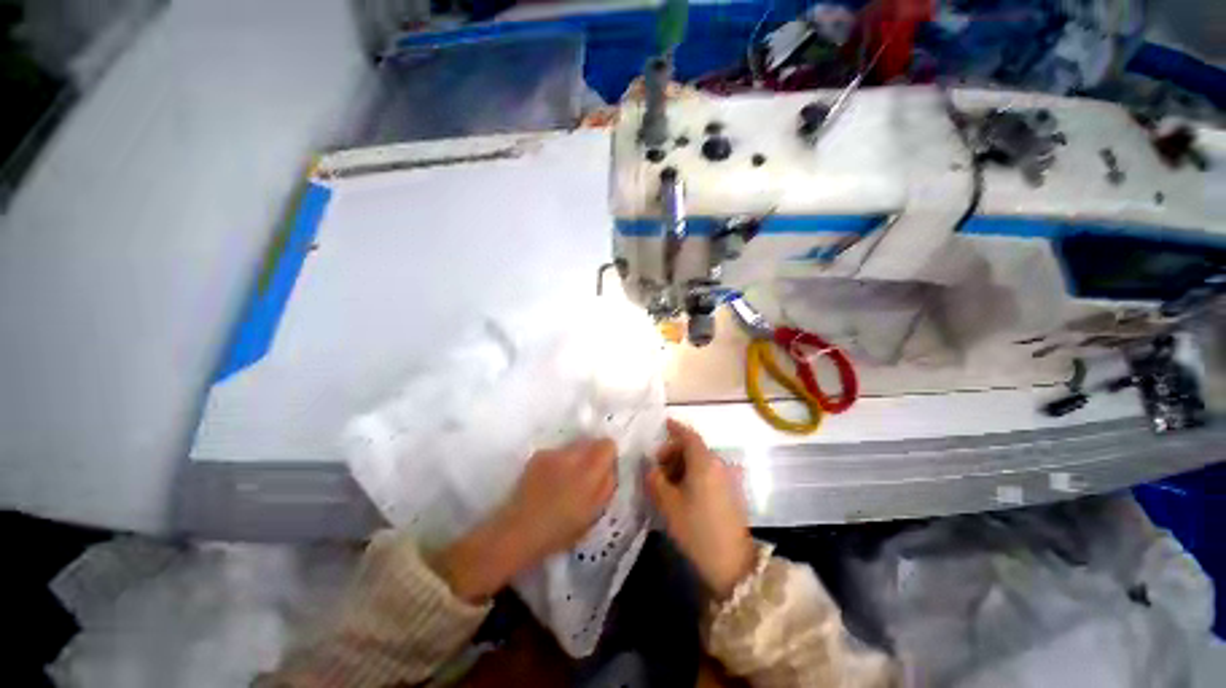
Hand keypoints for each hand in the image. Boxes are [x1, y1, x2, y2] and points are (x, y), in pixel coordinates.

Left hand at [433, 438, 617, 601]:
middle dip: (592, 455)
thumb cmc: (560, 530)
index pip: (607, 444)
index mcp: (589, 470)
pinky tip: (550, 481)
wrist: (517, 531)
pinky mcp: (537, 456)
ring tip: (566, 480)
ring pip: (573, 446)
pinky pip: (557, 452)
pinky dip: (559, 462)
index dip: (608, 456)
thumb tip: (610, 468)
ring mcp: (552, 453)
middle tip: (586, 477)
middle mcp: (571, 455)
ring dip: (575, 458)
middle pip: (591, 441)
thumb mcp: (593, 514)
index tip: (603, 471)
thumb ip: (606, 486)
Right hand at [646, 420, 754, 599]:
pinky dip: (693, 475)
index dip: (675, 428)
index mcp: (704, 462)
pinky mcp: (730, 493)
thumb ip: (655, 480)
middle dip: (673, 452)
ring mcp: (726, 479)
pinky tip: (682, 493)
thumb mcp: (668, 504)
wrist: (733, 564)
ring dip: (682, 465)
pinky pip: (708, 474)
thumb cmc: (696, 529)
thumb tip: (651, 468)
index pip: (689, 435)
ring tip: (667, 484)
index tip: (663, 424)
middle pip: (694, 448)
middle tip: (657, 468)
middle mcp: (718, 465)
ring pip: (700, 462)